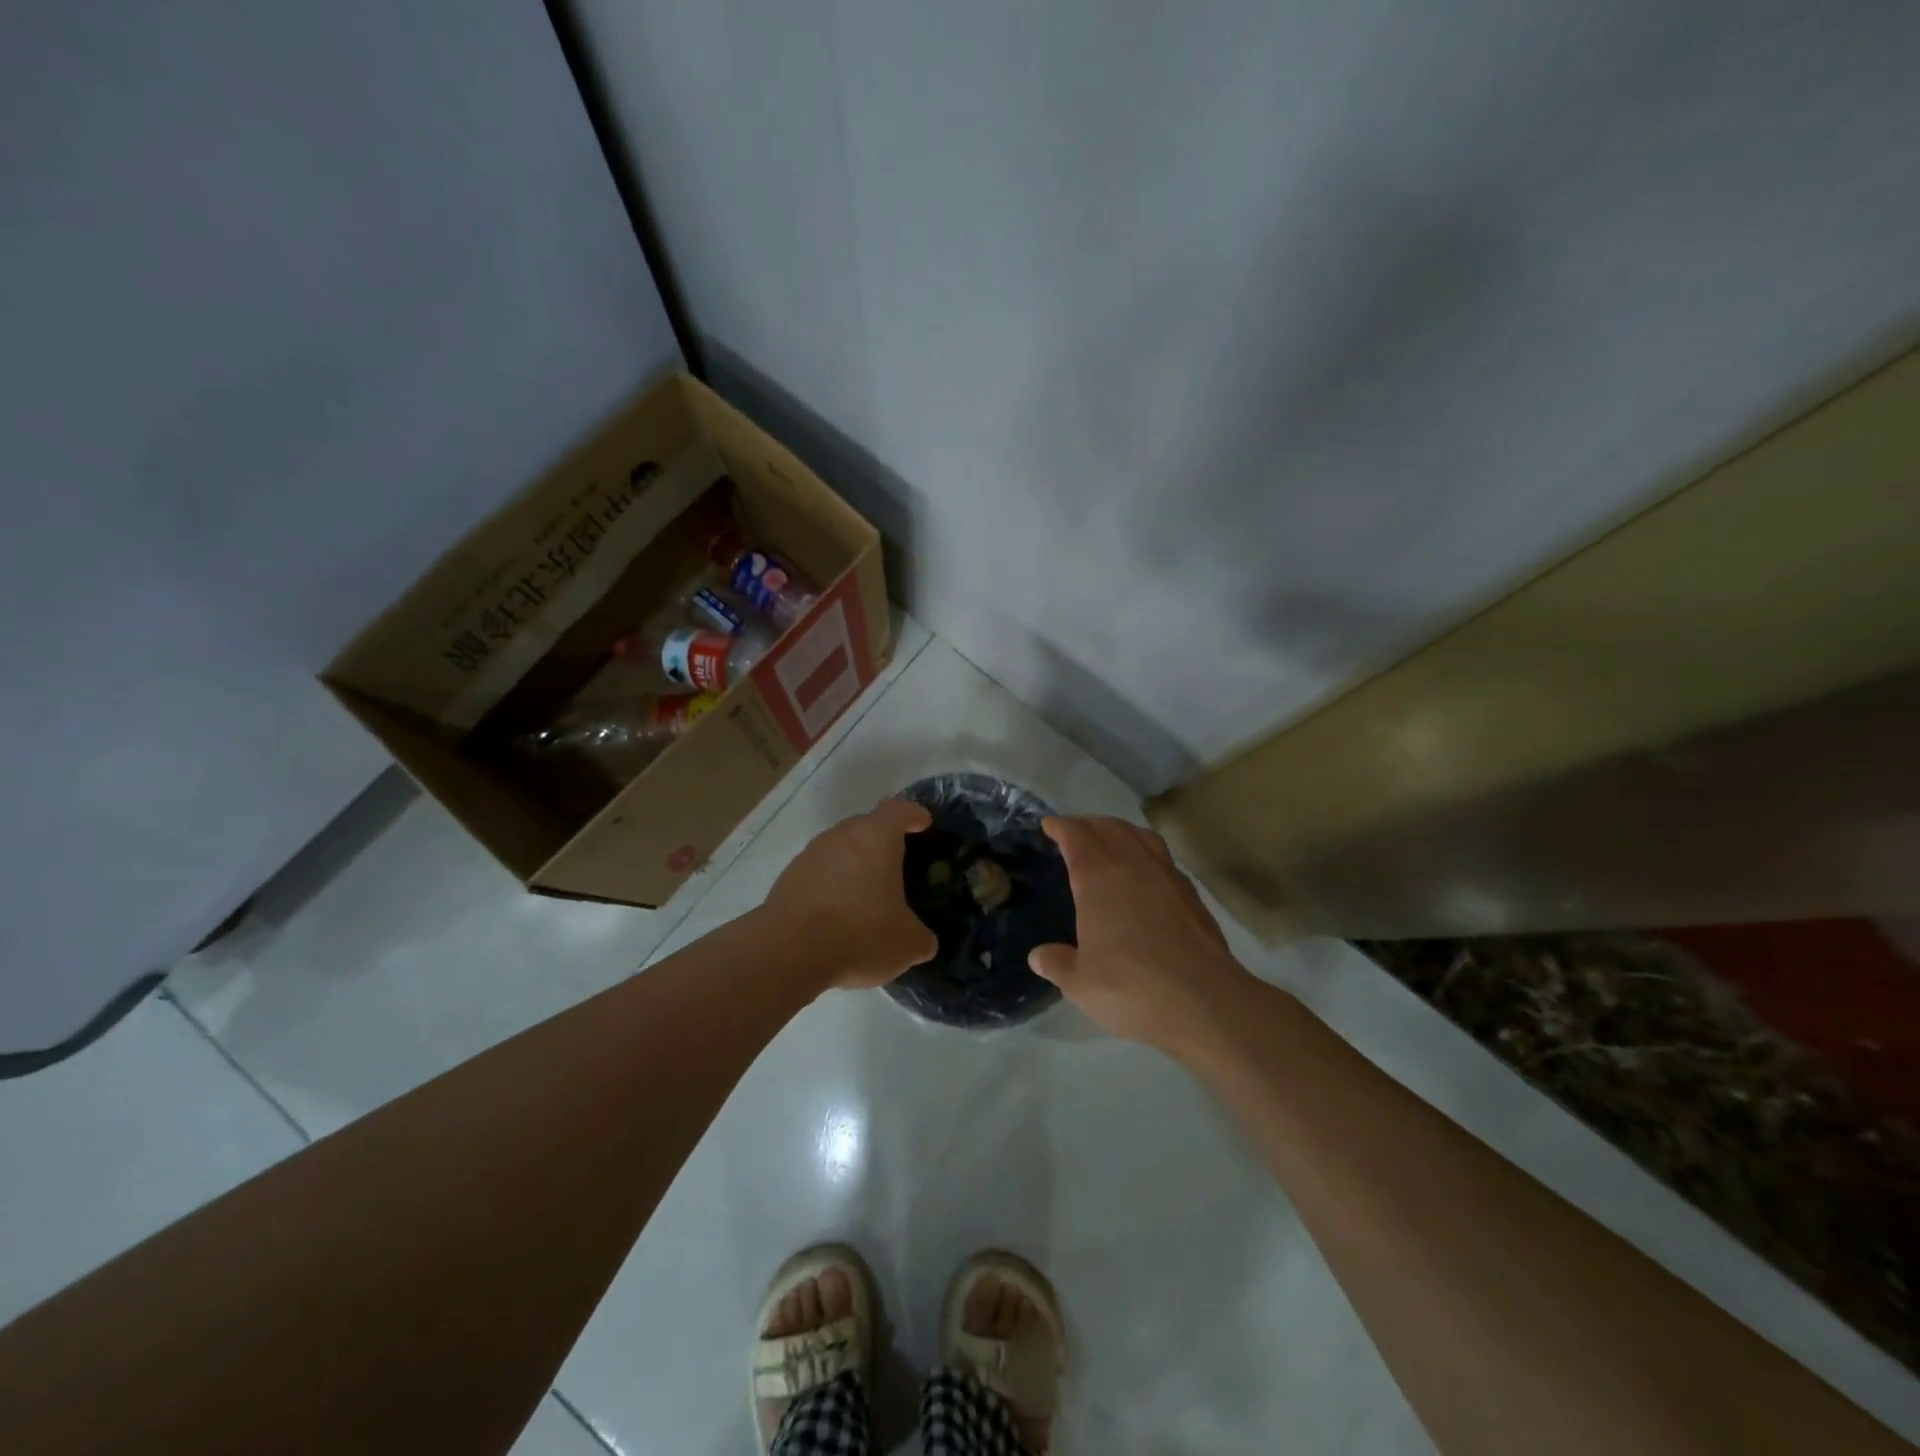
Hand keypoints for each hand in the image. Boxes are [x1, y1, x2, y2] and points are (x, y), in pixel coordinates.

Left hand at [760, 798, 937, 989]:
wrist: (789, 952)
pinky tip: (836, 914)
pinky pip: (819, 872)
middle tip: (897, 866)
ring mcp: (810, 854)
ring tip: (865, 895)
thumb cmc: (860, 933)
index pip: (900, 810)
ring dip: (854, 864)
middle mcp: (842, 835)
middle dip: (883, 841)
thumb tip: (923, 941)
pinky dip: (831, 885)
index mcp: (877, 836)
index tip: (923, 824)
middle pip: (867, 826)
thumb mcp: (907, 944)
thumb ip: (921, 937)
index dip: (914, 814)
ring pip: (840, 848)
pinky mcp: (788, 877)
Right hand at [1028, 816, 1255, 1056]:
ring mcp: (1166, 876)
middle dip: (1088, 824)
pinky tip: (1145, 871)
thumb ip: (1057, 964)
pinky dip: (1146, 851)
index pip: (1076, 836)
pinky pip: (1163, 857)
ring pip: (1140, 836)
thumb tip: (1038, 956)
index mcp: (1097, 878)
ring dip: (1120, 830)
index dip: (1060, 827)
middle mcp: (1132, 865)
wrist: (1204, 1001)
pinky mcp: (1191, 894)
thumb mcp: (1080, 983)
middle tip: (1075, 830)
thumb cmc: (1130, 987)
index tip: (1049, 825)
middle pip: (1108, 827)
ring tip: (1110, 838)